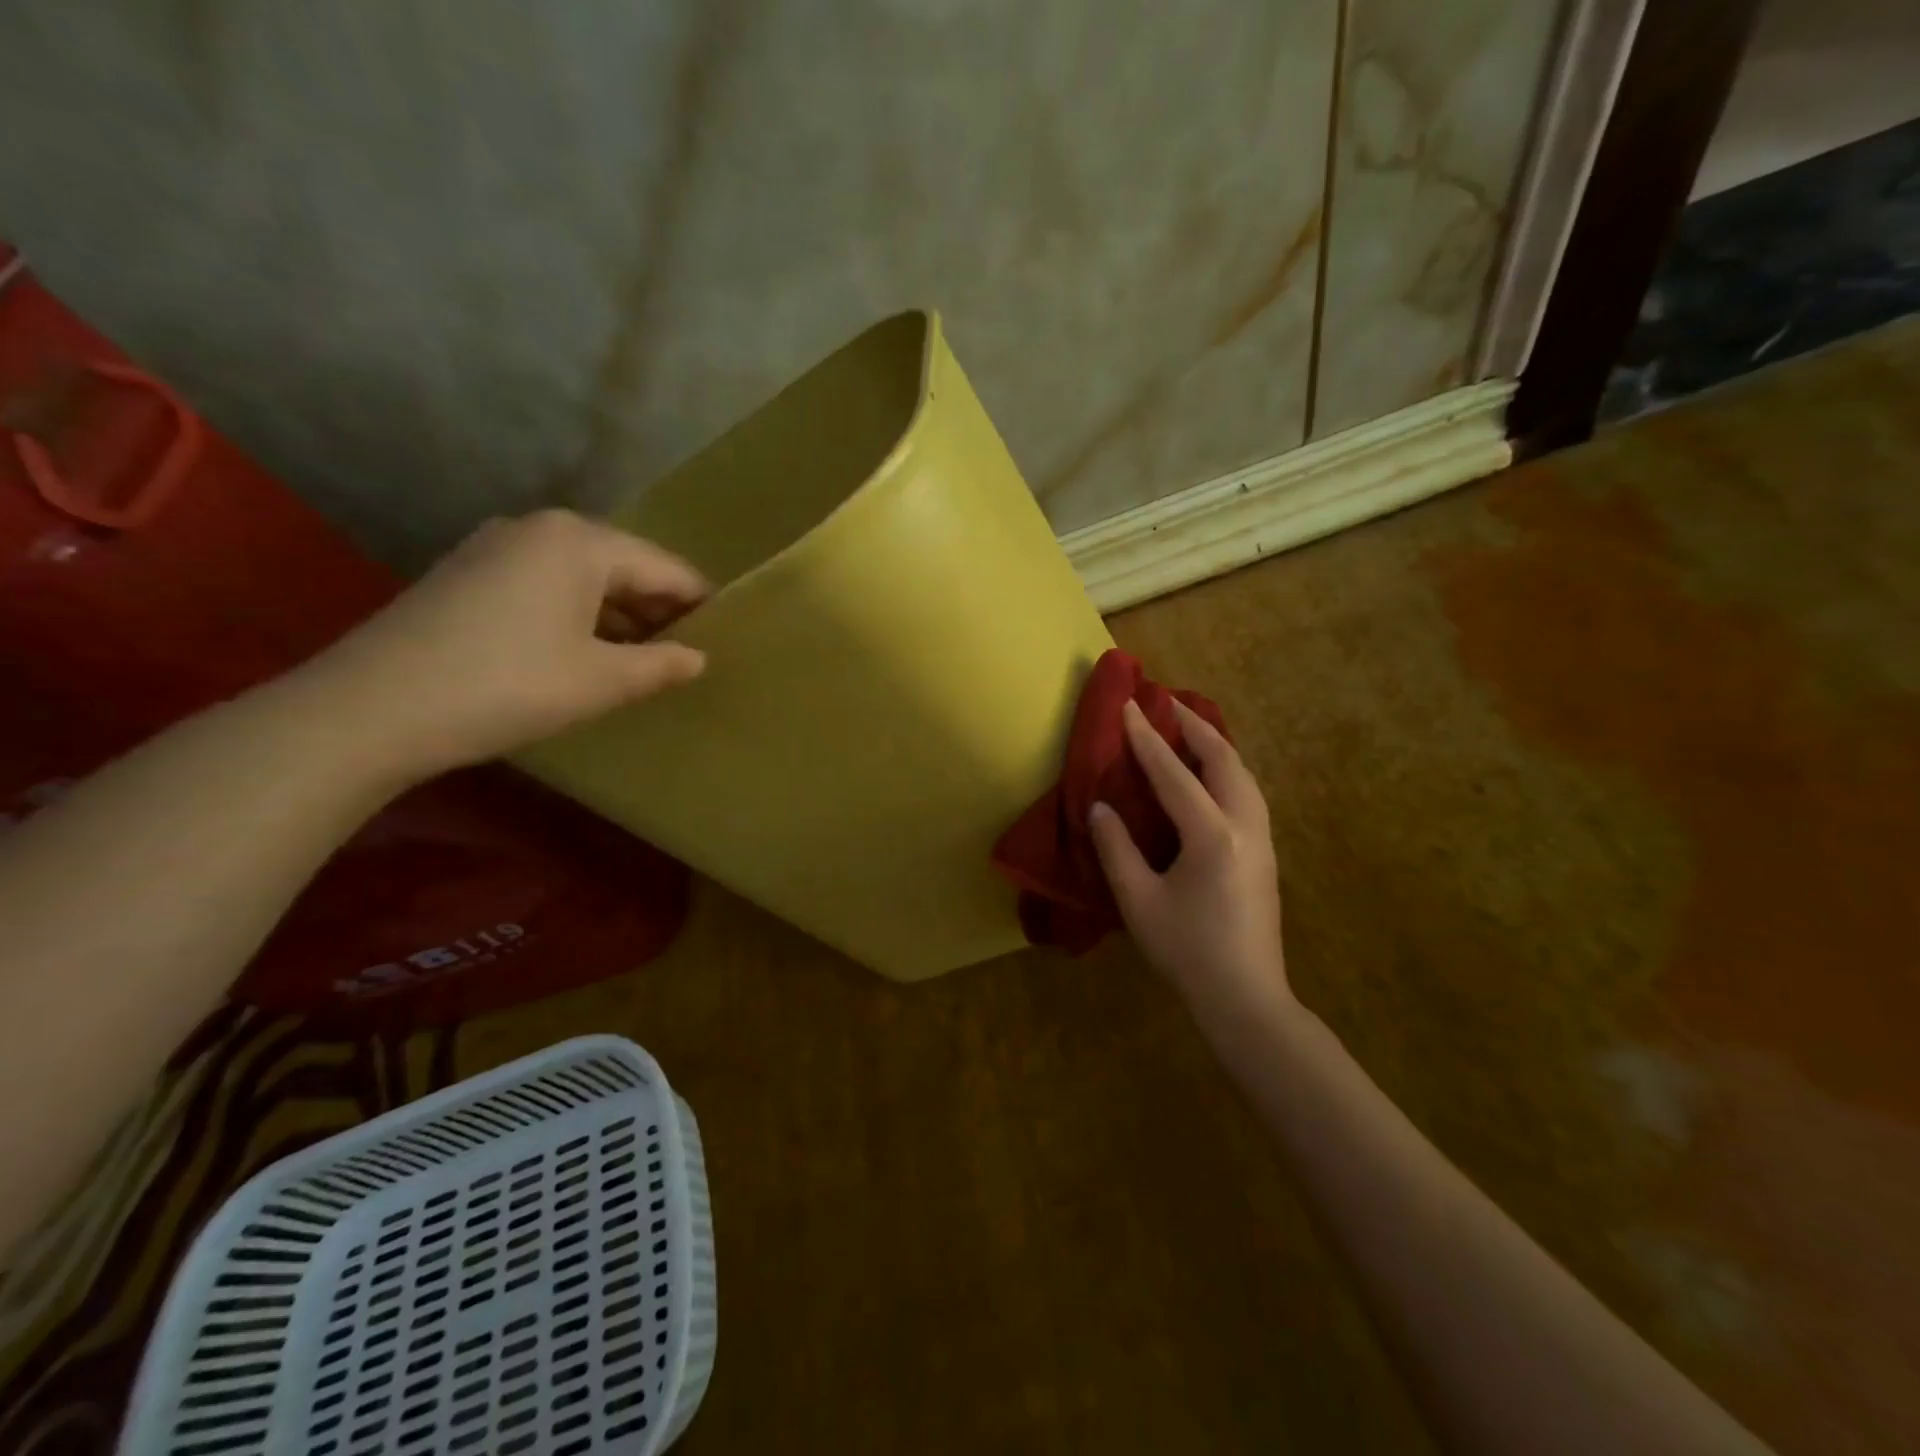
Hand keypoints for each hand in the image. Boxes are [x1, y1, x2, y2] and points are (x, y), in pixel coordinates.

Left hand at [295, 510, 708, 784]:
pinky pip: (546, 584)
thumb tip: (698, 658)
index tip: (726, 636)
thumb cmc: (507, 685)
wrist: (371, 709)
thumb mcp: (599, 680)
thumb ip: (660, 665)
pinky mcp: (467, 573)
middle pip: (623, 565)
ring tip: (644, 659)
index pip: (665, 568)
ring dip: (618, 614)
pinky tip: (585, 652)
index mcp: (580, 541)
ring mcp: (496, 546)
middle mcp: (539, 528)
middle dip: (658, 609)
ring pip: (583, 576)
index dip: (699, 604)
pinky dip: (577, 613)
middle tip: (687, 654)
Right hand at [1089, 700, 1293, 1031]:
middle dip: (1195, 726)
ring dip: (1215, 745)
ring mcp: (1263, 839)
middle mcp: (1246, 826)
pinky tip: (1210, 776)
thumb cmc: (1187, 951)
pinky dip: (1226, 769)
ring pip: (1243, 775)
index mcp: (1212, 835)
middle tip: (1166, 704)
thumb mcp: (1139, 901)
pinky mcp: (1267, 854)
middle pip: (1224, 760)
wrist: (1246, 997)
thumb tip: (1099, 807)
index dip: (1148, 739)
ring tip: (1188, 730)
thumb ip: (1117, 848)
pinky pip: (1248, 793)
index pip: (1174, 773)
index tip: (1129, 706)